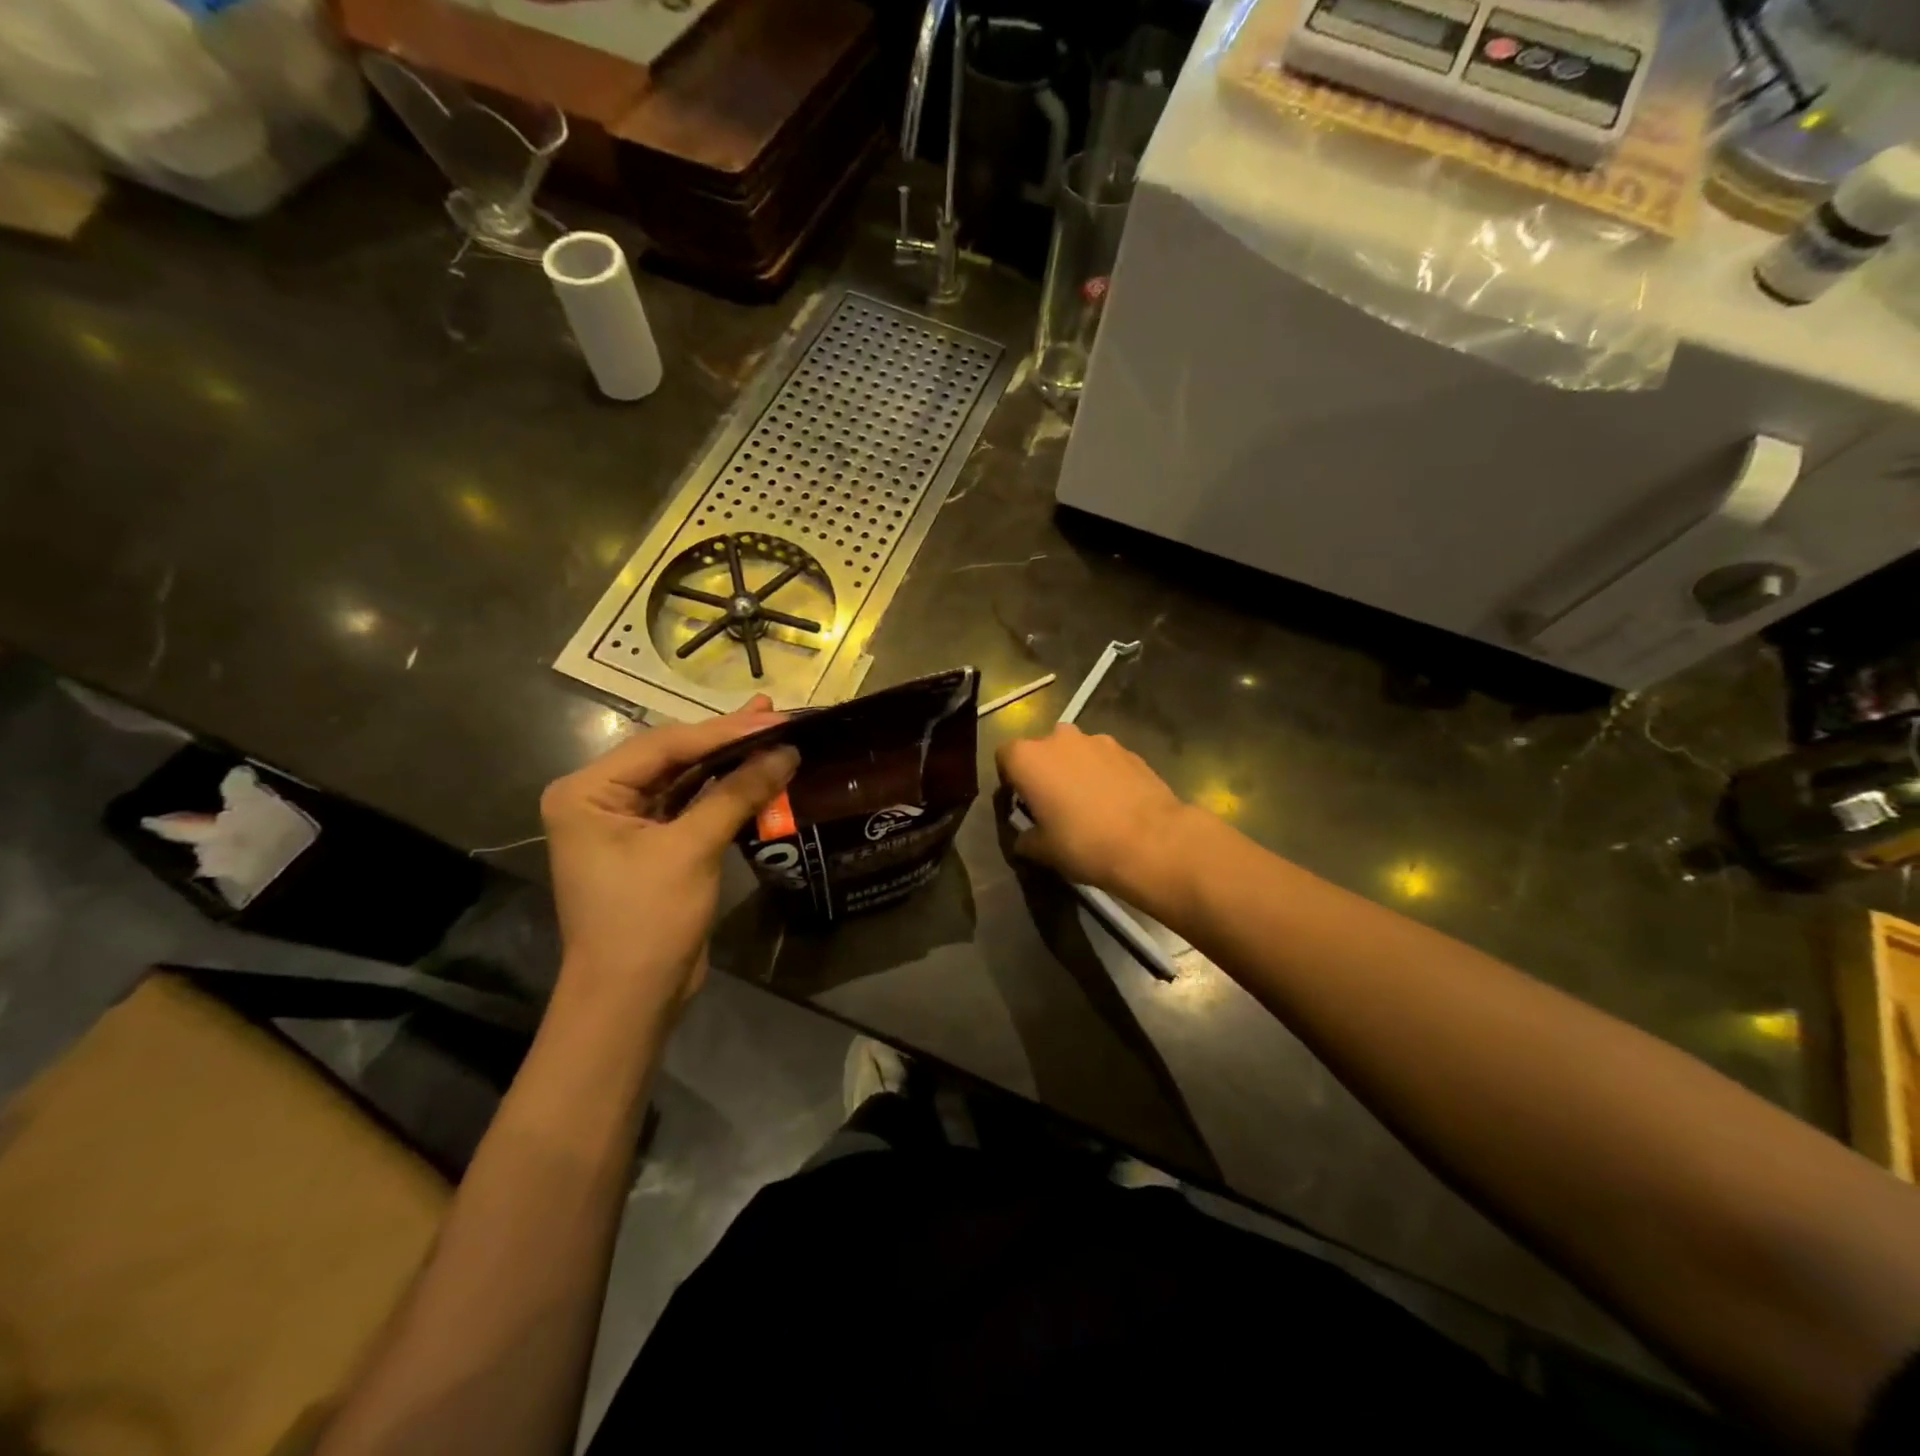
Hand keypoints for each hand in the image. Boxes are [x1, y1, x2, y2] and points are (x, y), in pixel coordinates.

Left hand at [541, 696, 797, 1024]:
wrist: (632, 998)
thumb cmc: (647, 919)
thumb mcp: (692, 849)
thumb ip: (738, 793)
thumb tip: (788, 751)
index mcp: (587, 791)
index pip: (665, 745)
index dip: (725, 731)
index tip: (775, 717)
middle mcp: (600, 799)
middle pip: (674, 757)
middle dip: (727, 739)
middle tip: (776, 714)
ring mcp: (626, 823)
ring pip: (685, 780)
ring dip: (730, 762)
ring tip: (774, 732)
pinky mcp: (653, 846)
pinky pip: (692, 807)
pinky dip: (725, 792)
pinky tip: (757, 773)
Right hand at [995, 725, 1198, 899]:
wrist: (1152, 841)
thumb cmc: (1084, 843)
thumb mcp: (1043, 851)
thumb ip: (1025, 839)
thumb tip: (1024, 839)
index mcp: (1029, 758)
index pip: (1004, 757)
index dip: (1009, 780)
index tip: (1020, 805)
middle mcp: (1059, 738)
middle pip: (1042, 750)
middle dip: (1044, 772)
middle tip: (1052, 805)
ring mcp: (1097, 740)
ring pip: (1075, 752)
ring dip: (1075, 771)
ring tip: (1087, 805)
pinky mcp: (1128, 750)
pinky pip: (1104, 760)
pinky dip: (1103, 775)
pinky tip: (1114, 804)